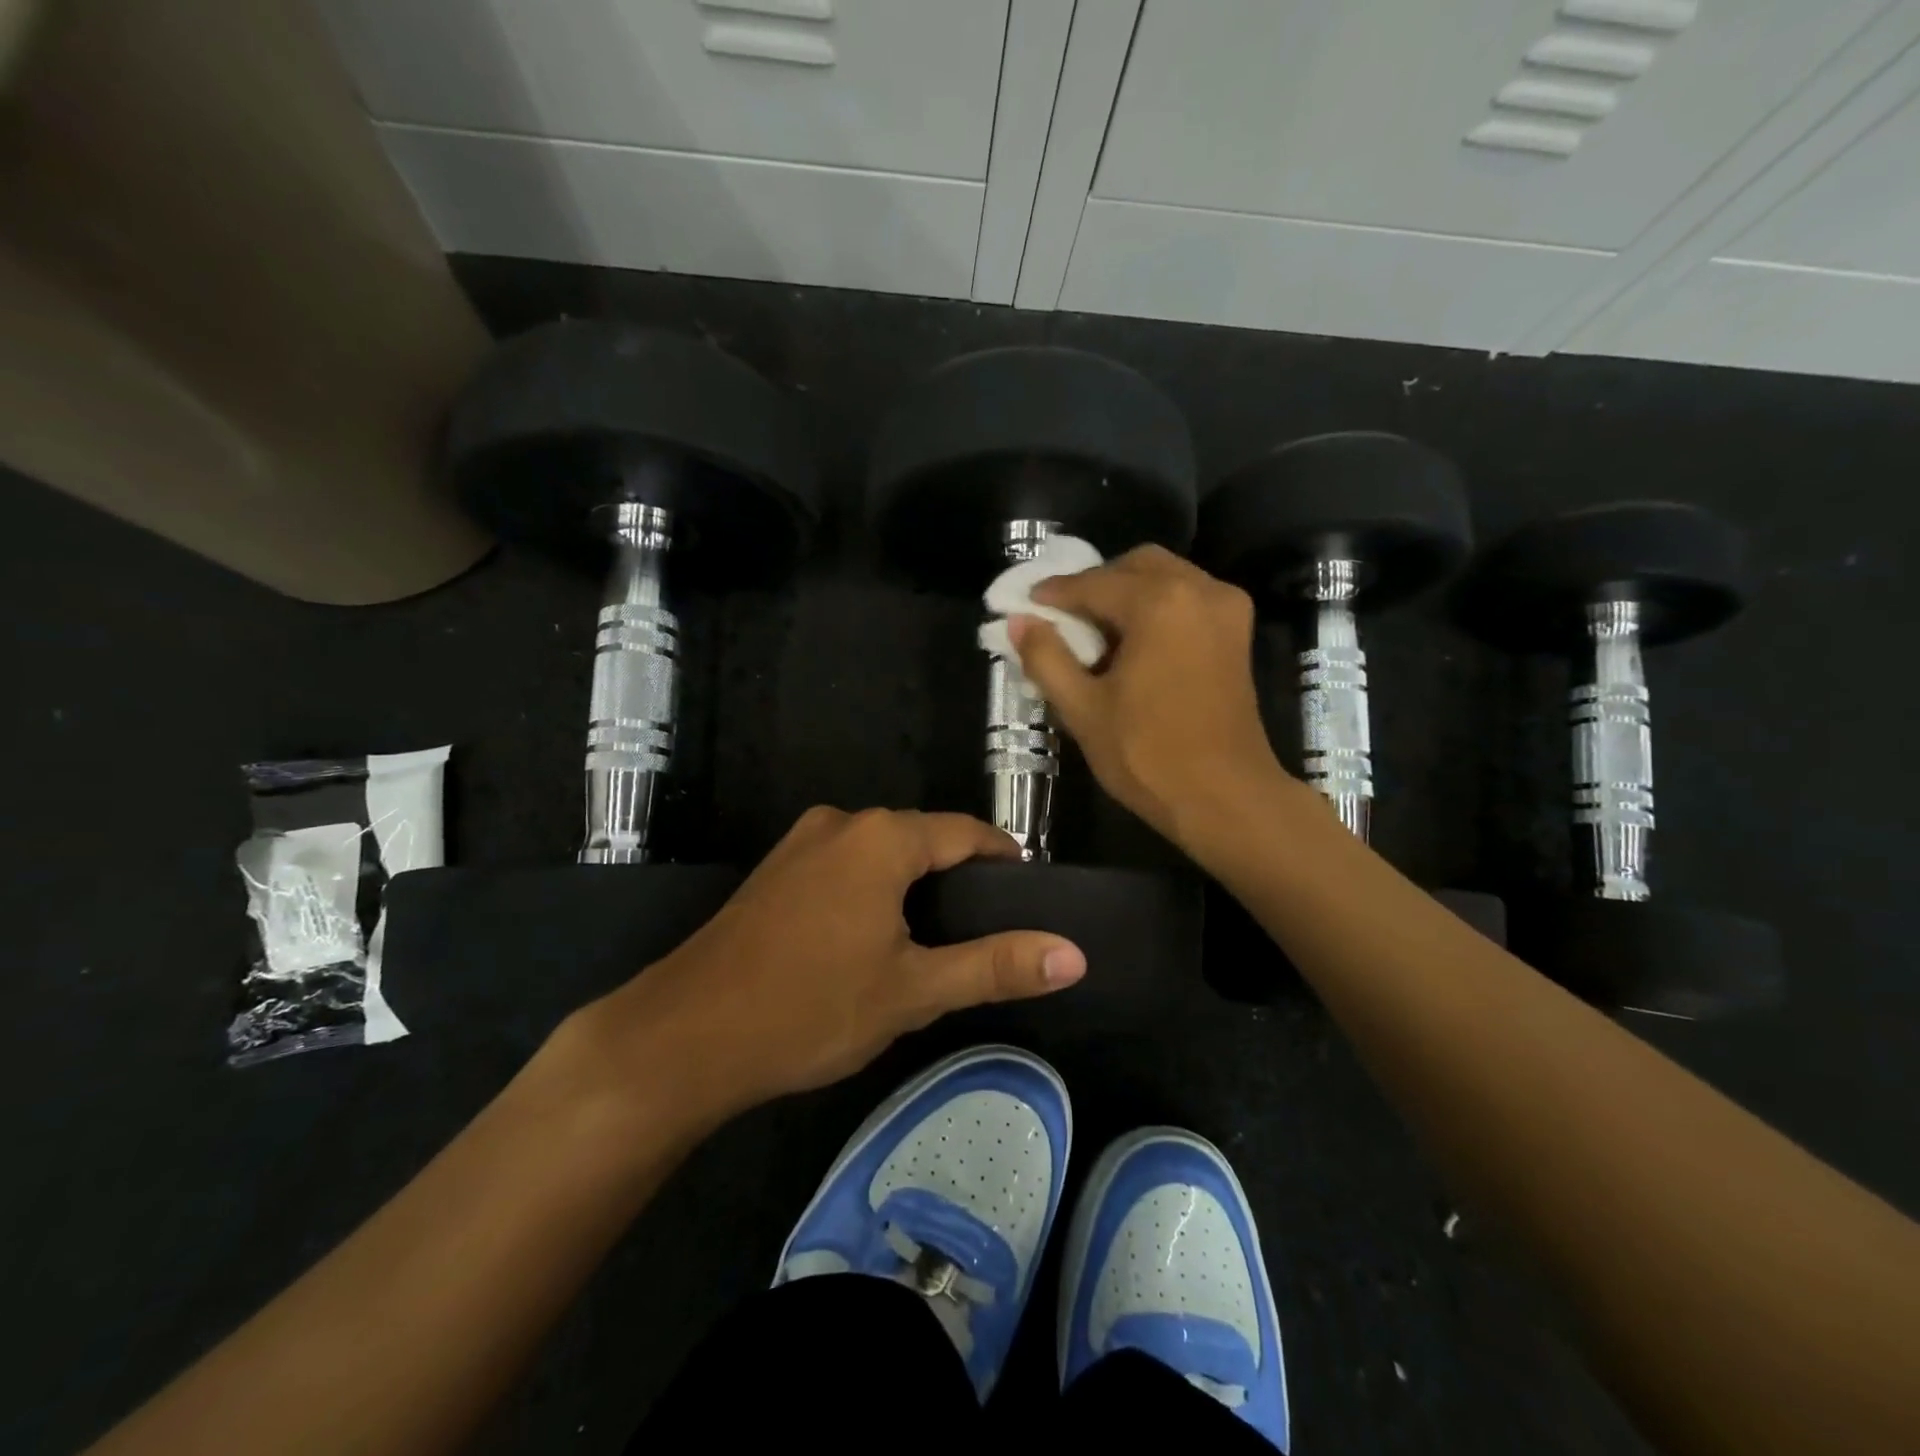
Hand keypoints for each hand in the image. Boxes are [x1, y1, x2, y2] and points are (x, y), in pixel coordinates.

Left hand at [568, 807, 1086, 1122]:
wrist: (684, 1035)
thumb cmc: (810, 1008)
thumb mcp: (913, 991)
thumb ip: (995, 966)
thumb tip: (1074, 954)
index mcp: (882, 837)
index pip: (966, 833)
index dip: (1003, 859)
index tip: (1028, 894)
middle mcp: (842, 823)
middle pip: (922, 839)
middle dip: (958, 876)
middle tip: (986, 930)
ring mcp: (800, 843)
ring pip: (880, 853)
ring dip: (913, 885)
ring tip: (937, 938)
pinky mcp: (775, 871)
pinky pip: (844, 865)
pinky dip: (872, 890)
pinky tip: (873, 937)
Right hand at [1011, 545, 1287, 849]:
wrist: (1225, 798)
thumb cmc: (1148, 755)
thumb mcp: (1083, 708)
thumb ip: (1046, 658)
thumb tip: (1018, 622)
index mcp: (1160, 602)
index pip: (1093, 583)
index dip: (1054, 594)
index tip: (1026, 605)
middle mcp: (1199, 589)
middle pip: (1135, 566)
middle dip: (1096, 585)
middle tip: (1064, 619)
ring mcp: (1226, 608)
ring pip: (1165, 578)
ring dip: (1127, 594)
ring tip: (1097, 634)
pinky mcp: (1238, 633)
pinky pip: (1188, 599)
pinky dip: (1156, 607)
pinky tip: (1134, 643)